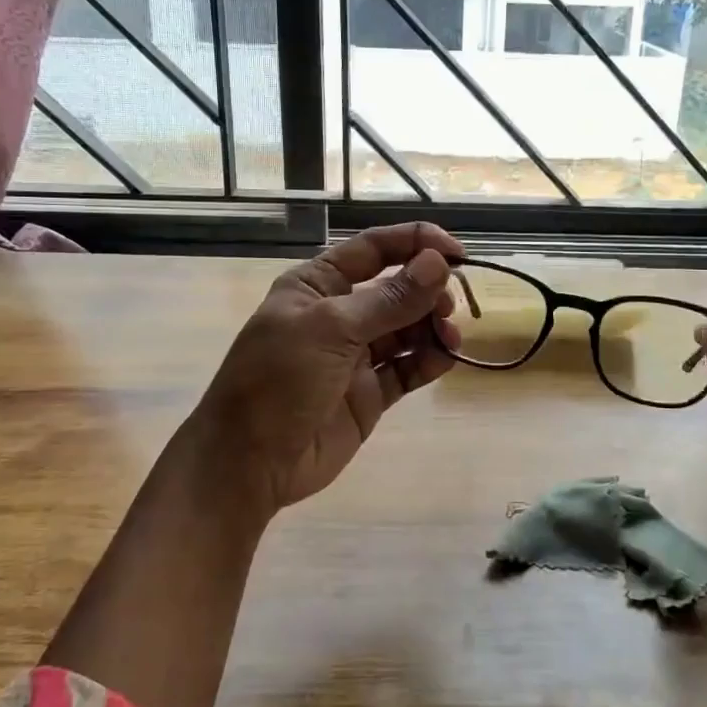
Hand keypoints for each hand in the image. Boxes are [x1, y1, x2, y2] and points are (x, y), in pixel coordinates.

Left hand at [183, 222, 464, 520]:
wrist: (249, 463)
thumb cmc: (279, 380)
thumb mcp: (332, 329)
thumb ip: (390, 299)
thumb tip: (439, 263)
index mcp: (318, 285)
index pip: (374, 249)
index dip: (416, 243)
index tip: (457, 252)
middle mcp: (339, 314)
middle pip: (396, 288)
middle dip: (427, 290)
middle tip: (448, 305)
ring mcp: (355, 356)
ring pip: (407, 329)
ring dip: (432, 326)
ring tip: (448, 335)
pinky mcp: (370, 393)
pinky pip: (407, 368)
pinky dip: (428, 360)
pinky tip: (445, 358)